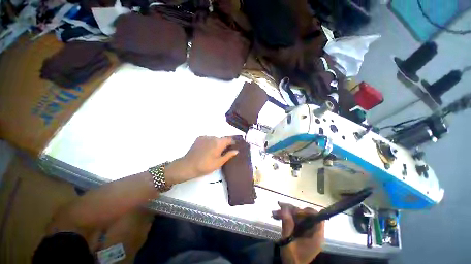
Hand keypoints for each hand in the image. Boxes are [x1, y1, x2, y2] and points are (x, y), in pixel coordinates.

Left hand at [165, 136, 238, 184]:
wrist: (188, 166)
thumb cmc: (205, 166)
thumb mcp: (219, 162)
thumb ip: (228, 155)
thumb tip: (236, 151)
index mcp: (219, 143)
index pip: (229, 139)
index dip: (233, 142)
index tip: (234, 147)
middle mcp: (213, 137)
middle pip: (222, 139)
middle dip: (224, 144)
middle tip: (223, 153)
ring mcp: (205, 137)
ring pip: (214, 139)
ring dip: (216, 143)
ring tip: (213, 152)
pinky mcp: (199, 138)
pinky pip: (208, 139)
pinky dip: (210, 142)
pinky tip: (207, 150)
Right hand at [272, 202, 324, 263]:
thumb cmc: (292, 258)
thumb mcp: (288, 242)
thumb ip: (287, 225)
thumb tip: (285, 208)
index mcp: (315, 236)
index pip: (317, 218)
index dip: (306, 212)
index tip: (294, 212)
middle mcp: (313, 232)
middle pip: (305, 215)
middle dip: (292, 210)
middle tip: (280, 206)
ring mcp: (306, 231)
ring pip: (299, 216)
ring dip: (287, 212)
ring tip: (275, 212)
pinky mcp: (300, 232)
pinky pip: (295, 220)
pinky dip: (286, 217)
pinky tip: (277, 215)